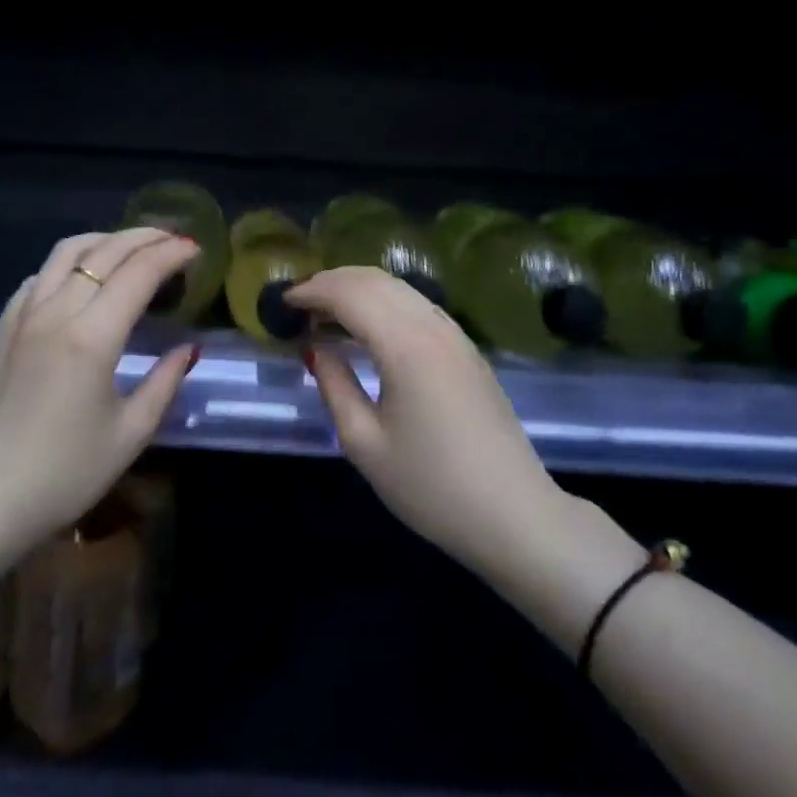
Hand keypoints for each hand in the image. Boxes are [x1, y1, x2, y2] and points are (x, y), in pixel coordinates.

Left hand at [0, 228, 199, 546]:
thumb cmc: (63, 475)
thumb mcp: (130, 434)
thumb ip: (165, 383)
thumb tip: (188, 348)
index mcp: (91, 337)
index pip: (139, 273)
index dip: (171, 254)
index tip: (196, 249)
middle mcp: (55, 312)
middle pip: (104, 252)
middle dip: (145, 237)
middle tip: (174, 239)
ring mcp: (22, 317)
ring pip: (66, 253)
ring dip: (105, 241)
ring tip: (132, 247)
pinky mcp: (1, 330)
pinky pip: (39, 277)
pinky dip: (69, 263)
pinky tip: (81, 278)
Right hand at [284, 267, 566, 575]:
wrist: (513, 515)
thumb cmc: (431, 487)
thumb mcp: (365, 443)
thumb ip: (334, 386)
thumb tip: (315, 348)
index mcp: (405, 345)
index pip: (350, 294)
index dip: (313, 291)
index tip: (283, 302)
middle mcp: (433, 326)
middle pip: (375, 280)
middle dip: (332, 282)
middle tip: (300, 303)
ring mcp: (456, 335)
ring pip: (400, 288)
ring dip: (359, 289)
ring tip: (326, 312)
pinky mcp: (467, 350)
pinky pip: (418, 306)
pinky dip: (384, 302)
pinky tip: (368, 327)